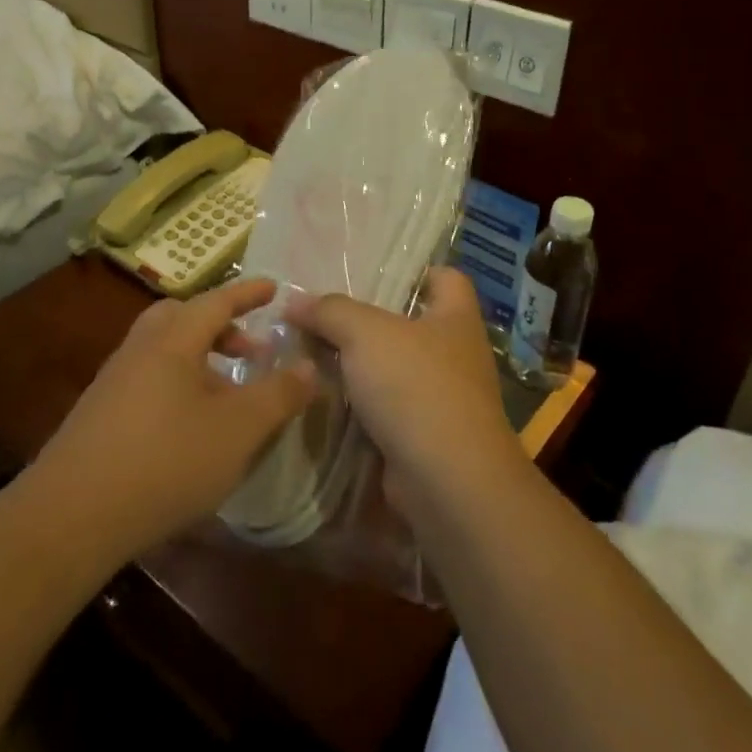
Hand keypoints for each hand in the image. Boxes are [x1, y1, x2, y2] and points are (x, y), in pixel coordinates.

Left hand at [28, 279, 315, 563]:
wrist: (70, 517)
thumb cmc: (165, 462)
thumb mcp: (238, 431)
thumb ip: (279, 395)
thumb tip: (309, 366)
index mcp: (172, 341)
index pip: (216, 301)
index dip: (248, 294)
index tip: (273, 287)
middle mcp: (139, 350)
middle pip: (181, 318)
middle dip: (220, 325)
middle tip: (249, 349)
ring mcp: (113, 382)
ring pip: (163, 350)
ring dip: (199, 359)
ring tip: (227, 393)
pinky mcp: (98, 414)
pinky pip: (147, 379)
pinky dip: (177, 384)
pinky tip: (190, 426)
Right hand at [286, 268, 524, 512]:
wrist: (446, 481)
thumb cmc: (416, 386)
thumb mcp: (366, 333)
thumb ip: (331, 311)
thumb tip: (295, 301)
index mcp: (456, 317)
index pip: (446, 278)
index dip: (415, 271)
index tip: (372, 272)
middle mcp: (455, 354)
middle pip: (409, 324)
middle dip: (367, 321)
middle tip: (319, 314)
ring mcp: (442, 399)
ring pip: (392, 370)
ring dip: (356, 367)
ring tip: (307, 352)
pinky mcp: (423, 437)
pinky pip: (384, 410)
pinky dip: (357, 406)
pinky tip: (320, 397)